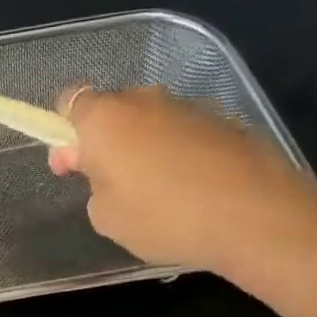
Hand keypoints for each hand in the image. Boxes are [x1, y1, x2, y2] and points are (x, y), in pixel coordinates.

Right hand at [49, 86, 316, 291]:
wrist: (251, 213)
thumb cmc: (162, 216)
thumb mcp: (105, 217)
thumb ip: (94, 186)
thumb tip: (106, 173)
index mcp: (105, 118)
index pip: (70, 101)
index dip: (64, 132)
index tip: (72, 165)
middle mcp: (145, 99)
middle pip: (112, 111)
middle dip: (104, 141)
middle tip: (109, 185)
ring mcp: (187, 105)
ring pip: (149, 122)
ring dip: (142, 148)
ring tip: (154, 194)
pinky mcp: (222, 120)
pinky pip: (182, 133)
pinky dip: (176, 154)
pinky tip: (187, 190)